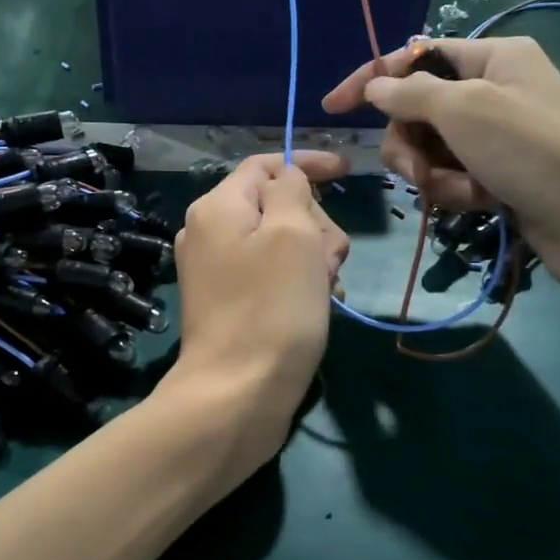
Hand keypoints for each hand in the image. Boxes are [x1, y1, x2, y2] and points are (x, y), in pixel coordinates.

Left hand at [159, 151, 349, 467]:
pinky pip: (273, 276)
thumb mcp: (293, 234)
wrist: (237, 396)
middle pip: (276, 205)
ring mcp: (217, 272)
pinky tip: (320, 306)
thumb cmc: (272, 309)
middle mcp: (209, 233)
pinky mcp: (230, 305)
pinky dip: (300, 284)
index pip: (266, 165)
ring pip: (281, 244)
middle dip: (314, 224)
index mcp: (217, 207)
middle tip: (332, 259)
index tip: (349, 172)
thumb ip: (293, 191)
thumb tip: (287, 179)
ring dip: (314, 259)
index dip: (309, 164)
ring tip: (327, 289)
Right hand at [322, 37, 559, 303]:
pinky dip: (458, 192)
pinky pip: (454, 177)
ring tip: (461, 192)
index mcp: (491, 57)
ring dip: (434, 174)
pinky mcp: (501, 175)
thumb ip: (411, 94)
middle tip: (417, 171)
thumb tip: (375, 86)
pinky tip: (479, 204)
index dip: (372, 80)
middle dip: (410, 145)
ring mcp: (497, 136)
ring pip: (432, 150)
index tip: (332, 107)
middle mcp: (493, 91)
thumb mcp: (466, 109)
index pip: (415, 58)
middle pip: (418, 111)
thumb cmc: (534, 148)